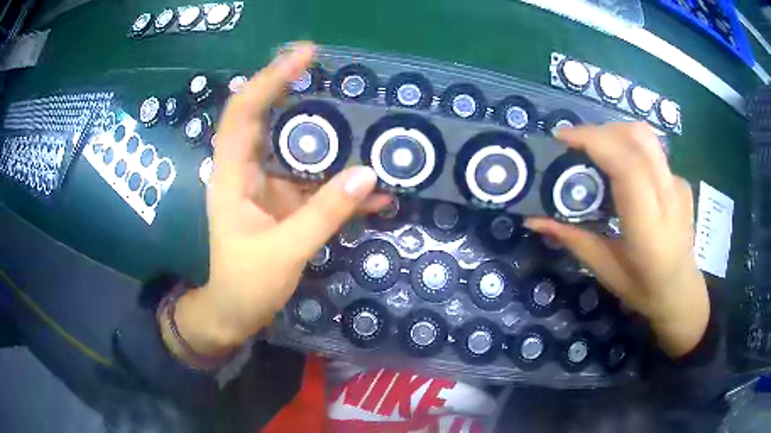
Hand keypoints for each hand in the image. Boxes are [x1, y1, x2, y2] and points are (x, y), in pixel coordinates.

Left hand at [162, 43, 389, 362]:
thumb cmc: (245, 284)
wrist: (236, 314)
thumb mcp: (283, 252)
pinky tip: (373, 190)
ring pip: (298, 149)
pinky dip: (342, 183)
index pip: (244, 112)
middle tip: (334, 72)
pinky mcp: (286, 203)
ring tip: (366, 124)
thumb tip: (369, 174)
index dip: (270, 79)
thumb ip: (324, 214)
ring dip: (331, 138)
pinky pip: (315, 182)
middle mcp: (249, 171)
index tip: (304, 56)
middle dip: (298, 91)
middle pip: (270, 118)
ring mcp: (269, 186)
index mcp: (233, 175)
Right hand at [525, 122, 708, 357]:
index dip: (594, 141)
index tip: (563, 139)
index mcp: (649, 227)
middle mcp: (668, 197)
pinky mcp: (680, 180)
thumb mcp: (605, 270)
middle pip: (637, 137)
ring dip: (614, 133)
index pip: (627, 165)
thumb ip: (573, 239)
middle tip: (576, 145)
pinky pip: (652, 150)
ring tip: (595, 152)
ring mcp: (678, 184)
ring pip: (646, 137)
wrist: (682, 292)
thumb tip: (534, 220)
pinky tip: (621, 171)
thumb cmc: (644, 289)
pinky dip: (629, 147)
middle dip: (601, 131)